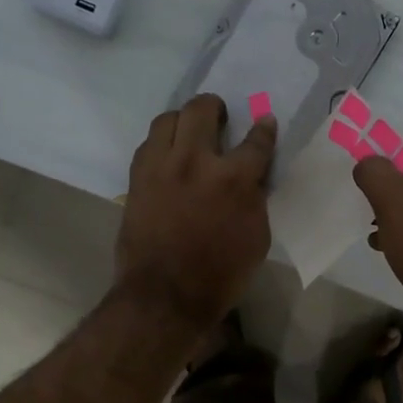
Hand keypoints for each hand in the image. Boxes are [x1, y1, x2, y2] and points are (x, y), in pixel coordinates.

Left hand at [116, 94, 276, 328]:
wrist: (165, 295)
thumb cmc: (220, 275)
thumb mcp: (256, 238)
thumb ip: (255, 200)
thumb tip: (251, 180)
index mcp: (233, 179)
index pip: (255, 142)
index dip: (263, 130)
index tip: (265, 122)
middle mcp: (195, 162)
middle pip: (202, 110)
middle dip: (215, 107)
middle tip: (220, 118)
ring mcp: (160, 167)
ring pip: (168, 119)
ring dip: (183, 120)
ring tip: (189, 133)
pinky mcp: (137, 179)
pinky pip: (148, 145)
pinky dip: (162, 144)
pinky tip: (168, 157)